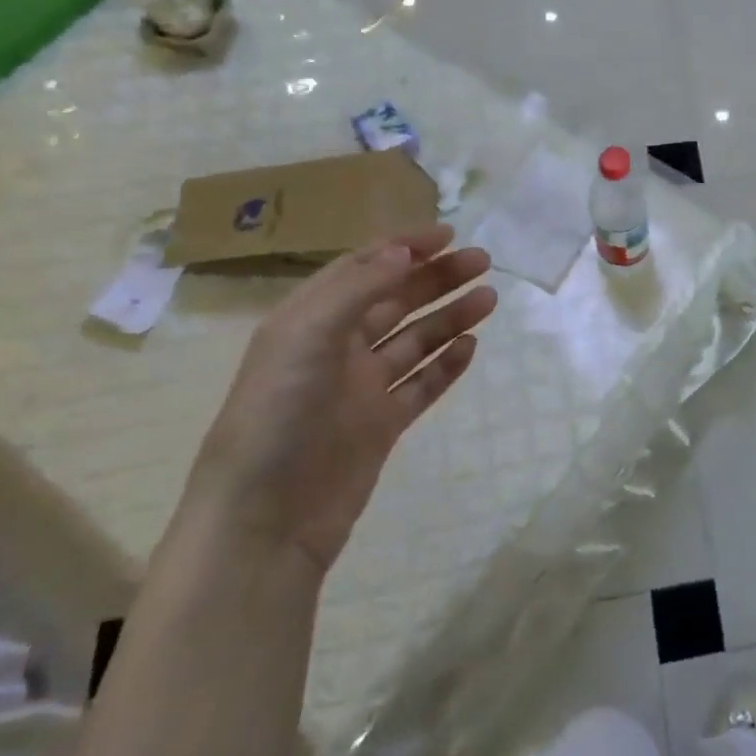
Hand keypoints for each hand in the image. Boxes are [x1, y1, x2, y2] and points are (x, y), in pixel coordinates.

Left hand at [184, 226, 496, 576]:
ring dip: (450, 318)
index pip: (362, 269)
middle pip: (396, 301)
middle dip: (437, 278)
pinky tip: (471, 348)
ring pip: (415, 341)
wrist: (266, 520)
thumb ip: (358, 290)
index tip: (447, 234)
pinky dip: (446, 366)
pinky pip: (421, 385)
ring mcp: (362, 389)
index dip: (403, 247)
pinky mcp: (382, 425)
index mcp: (308, 321)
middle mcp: (336, 349)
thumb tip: (404, 252)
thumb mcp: (306, 337)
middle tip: (482, 262)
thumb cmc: (276, 417)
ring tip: (489, 300)